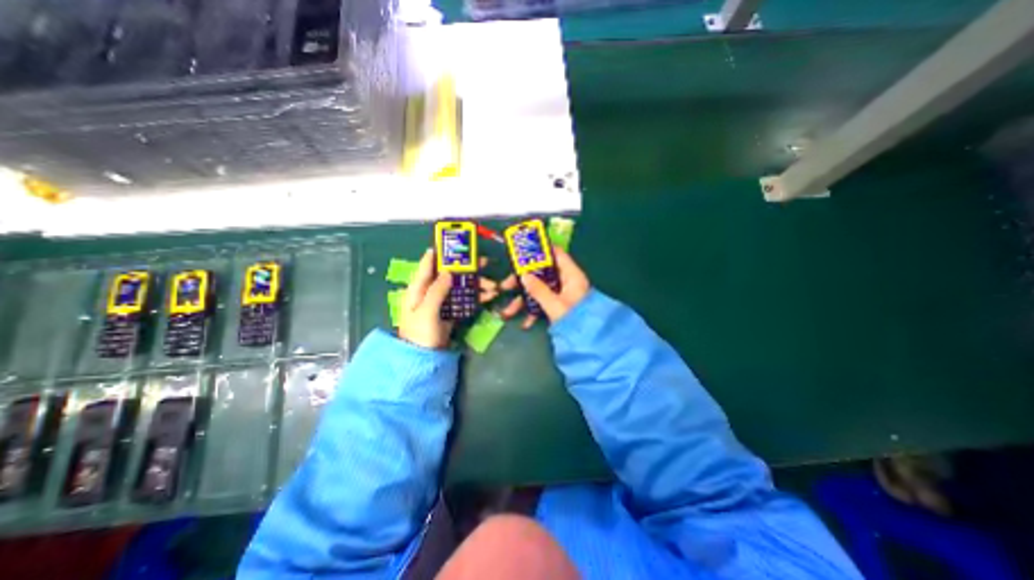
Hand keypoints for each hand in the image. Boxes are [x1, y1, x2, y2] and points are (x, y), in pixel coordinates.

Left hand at [400, 249, 500, 348]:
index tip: (455, 243)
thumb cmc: (420, 334)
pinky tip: (490, 296)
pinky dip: (477, 297)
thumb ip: (437, 290)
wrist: (423, 359)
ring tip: (494, 286)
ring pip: (461, 286)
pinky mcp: (451, 311)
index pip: (428, 265)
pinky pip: (465, 299)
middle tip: (486, 262)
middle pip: (450, 274)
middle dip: (468, 269)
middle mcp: (430, 291)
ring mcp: (442, 302)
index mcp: (418, 289)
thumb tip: (449, 271)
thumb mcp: (426, 311)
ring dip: (477, 285)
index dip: (440, 253)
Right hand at [501, 245, 588, 327]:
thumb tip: (524, 276)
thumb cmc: (576, 320)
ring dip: (524, 300)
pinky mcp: (559, 305)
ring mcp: (562, 293)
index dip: (541, 250)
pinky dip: (534, 310)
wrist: (589, 342)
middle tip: (506, 286)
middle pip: (542, 273)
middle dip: (523, 281)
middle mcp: (566, 281)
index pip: (557, 254)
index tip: (522, 252)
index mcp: (571, 275)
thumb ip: (539, 290)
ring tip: (508, 312)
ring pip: (540, 289)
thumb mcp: (555, 305)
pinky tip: (526, 323)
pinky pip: (543, 302)